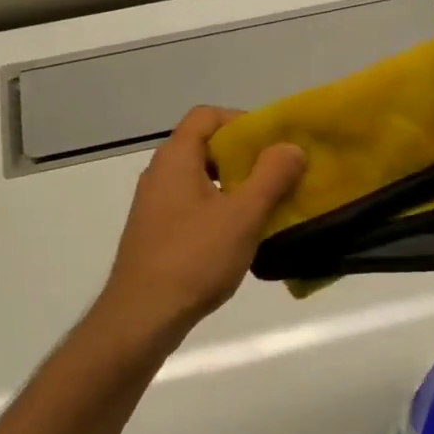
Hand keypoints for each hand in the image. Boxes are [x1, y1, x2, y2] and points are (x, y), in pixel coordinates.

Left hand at [92, 107, 305, 343]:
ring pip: (200, 179)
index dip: (241, 121)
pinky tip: (239, 236)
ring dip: (234, 185)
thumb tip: (291, 147)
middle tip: (277, 175)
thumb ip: (271, 176)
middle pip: (204, 146)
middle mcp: (159, 174)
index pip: (206, 116)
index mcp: (176, 159)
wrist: (142, 316)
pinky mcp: (156, 232)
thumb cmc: (194, 258)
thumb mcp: (242, 216)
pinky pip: (192, 205)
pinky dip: (218, 208)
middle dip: (244, 156)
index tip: (272, 144)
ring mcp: (154, 205)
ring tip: (265, 206)